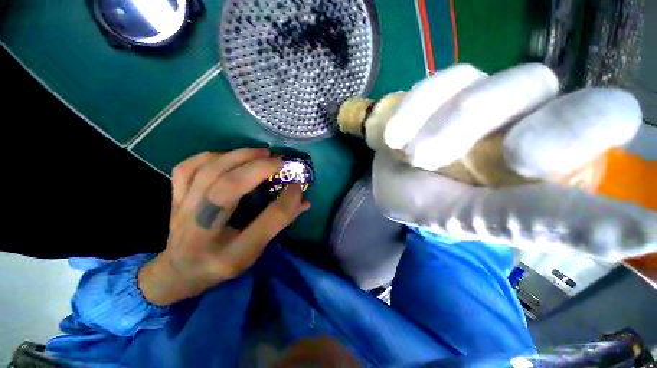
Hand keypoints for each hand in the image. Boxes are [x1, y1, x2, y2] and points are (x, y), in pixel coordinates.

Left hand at [139, 149, 309, 305]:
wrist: (179, 272)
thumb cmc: (221, 264)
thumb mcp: (254, 251)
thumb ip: (278, 223)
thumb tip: (303, 200)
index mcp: (229, 253)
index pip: (265, 223)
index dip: (286, 202)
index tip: (298, 186)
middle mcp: (203, 231)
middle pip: (227, 188)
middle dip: (257, 168)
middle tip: (278, 161)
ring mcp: (182, 210)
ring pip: (206, 172)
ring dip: (238, 157)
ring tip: (259, 153)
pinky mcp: (175, 198)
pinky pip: (186, 169)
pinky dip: (208, 157)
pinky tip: (227, 157)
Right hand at [373, 63, 655, 260]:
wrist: (392, 181)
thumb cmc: (427, 207)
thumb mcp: (475, 220)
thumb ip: (546, 221)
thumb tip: (652, 233)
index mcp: (548, 159)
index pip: (602, 117)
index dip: (581, 128)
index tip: (538, 156)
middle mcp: (524, 116)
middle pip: (540, 86)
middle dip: (490, 120)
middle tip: (454, 155)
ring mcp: (480, 96)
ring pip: (484, 85)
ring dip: (441, 127)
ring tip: (410, 157)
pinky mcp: (442, 89)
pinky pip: (437, 84)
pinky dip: (413, 111)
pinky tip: (394, 138)